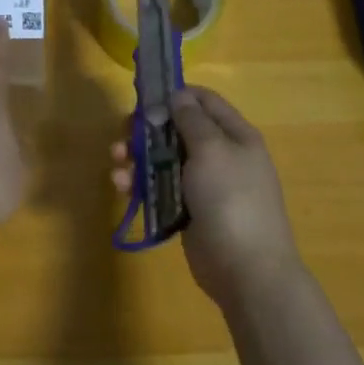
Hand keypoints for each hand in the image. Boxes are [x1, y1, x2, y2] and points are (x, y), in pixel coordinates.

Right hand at [111, 86, 301, 306]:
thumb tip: (178, 95)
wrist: (246, 269)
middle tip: (124, 134)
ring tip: (116, 162)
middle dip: (148, 129)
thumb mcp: (212, 150)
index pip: (204, 101)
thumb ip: (191, 120)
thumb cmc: (231, 199)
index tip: (145, 98)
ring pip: (165, 160)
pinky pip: (161, 189)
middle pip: (178, 130)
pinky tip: (122, 186)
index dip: (175, 95)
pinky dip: (141, 184)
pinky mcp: (189, 211)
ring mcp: (204, 185)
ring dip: (138, 157)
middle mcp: (221, 155)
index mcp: (235, 135)